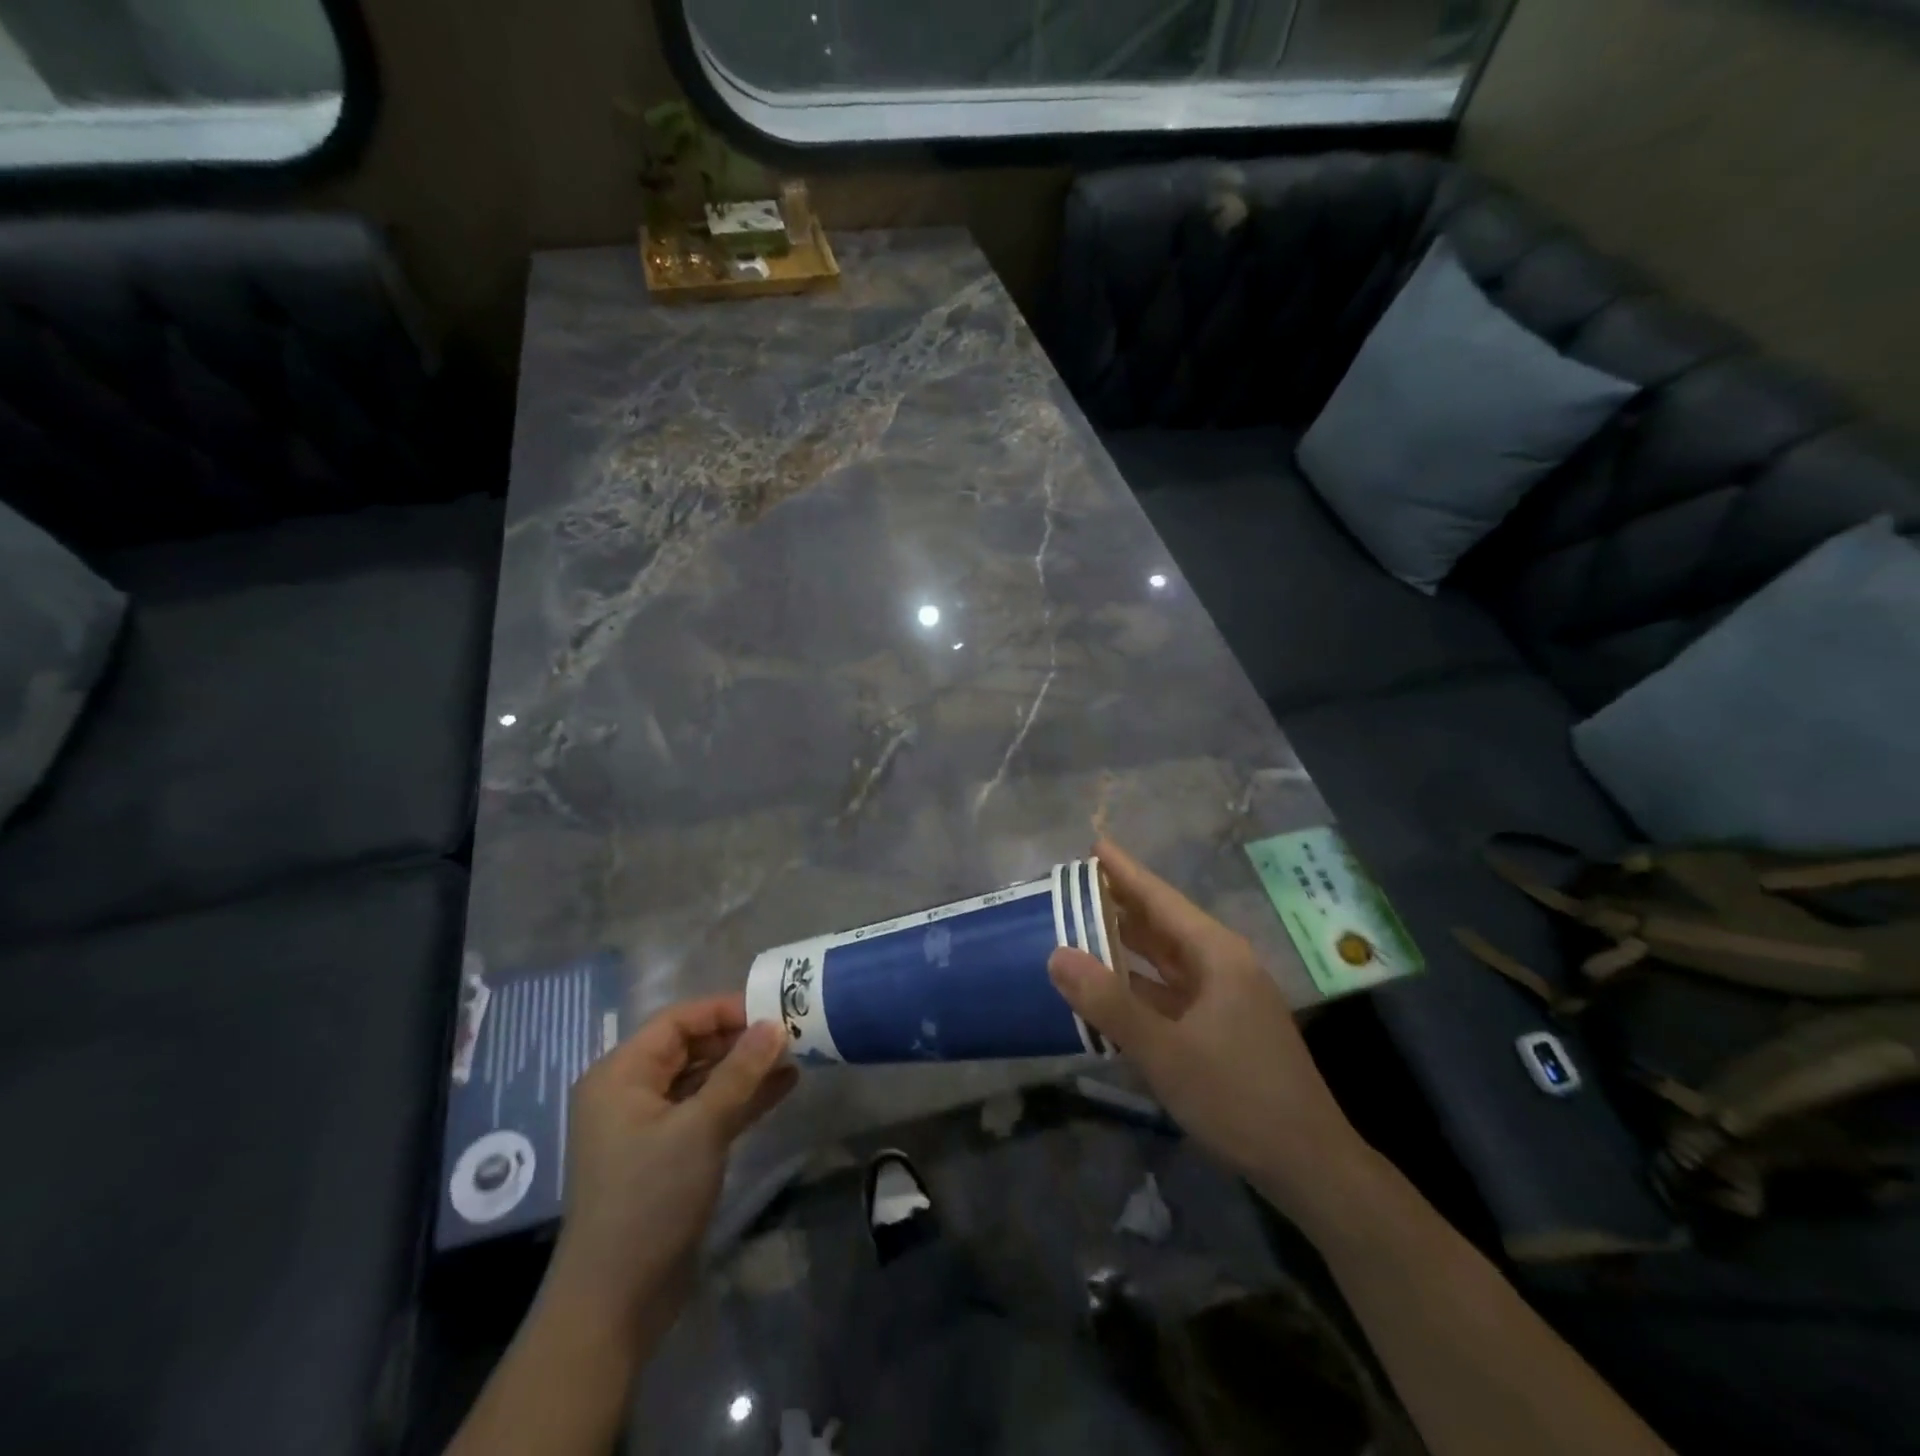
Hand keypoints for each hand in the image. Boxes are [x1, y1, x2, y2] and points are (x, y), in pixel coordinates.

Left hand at [543, 994, 795, 1344]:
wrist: (615, 1303)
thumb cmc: (649, 1199)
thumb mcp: (700, 1128)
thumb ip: (740, 1072)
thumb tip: (774, 1024)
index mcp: (621, 1074)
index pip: (678, 1022)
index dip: (725, 1010)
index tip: (773, 1009)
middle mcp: (631, 1092)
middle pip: (692, 1047)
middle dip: (741, 1039)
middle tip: (791, 1032)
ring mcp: (650, 1125)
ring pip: (704, 1079)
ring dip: (746, 1069)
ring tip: (796, 1056)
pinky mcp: (669, 1154)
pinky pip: (708, 1110)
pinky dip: (741, 1099)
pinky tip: (782, 1087)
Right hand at [1048, 840, 1365, 1225]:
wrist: (1308, 1164)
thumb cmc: (1238, 1097)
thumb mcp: (1166, 1052)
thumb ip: (1109, 1003)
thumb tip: (1056, 954)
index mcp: (1216, 955)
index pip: (1160, 899)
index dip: (1125, 871)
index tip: (1092, 844)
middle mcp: (1222, 965)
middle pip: (1163, 923)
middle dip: (1120, 903)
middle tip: (1074, 885)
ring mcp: (1224, 997)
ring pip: (1166, 959)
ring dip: (1127, 944)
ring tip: (1082, 926)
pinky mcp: (1222, 1026)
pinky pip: (1171, 990)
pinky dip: (1139, 983)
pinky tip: (1111, 988)